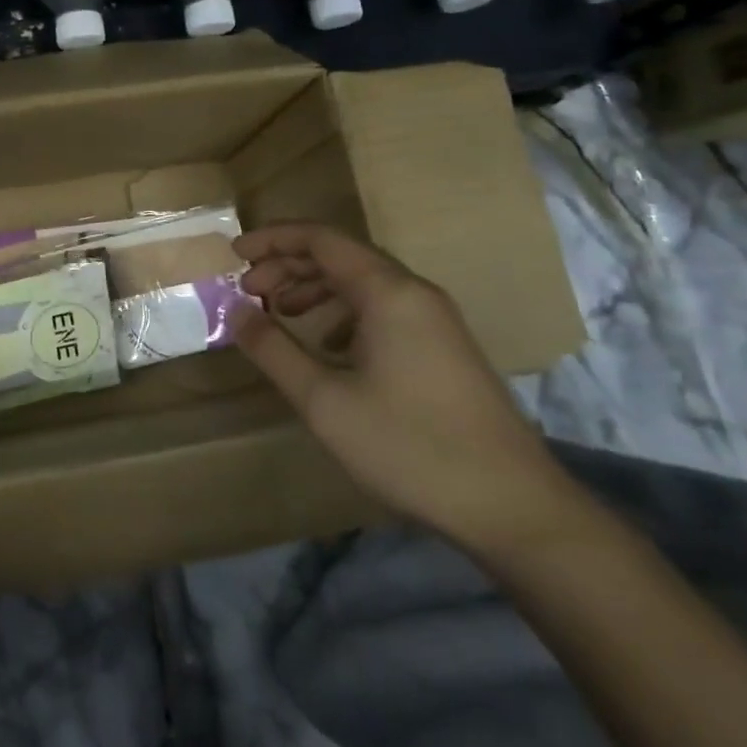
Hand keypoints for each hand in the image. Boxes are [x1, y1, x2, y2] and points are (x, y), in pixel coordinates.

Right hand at [233, 222, 584, 557]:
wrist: (512, 507)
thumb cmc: (409, 446)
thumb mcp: (324, 401)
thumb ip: (273, 349)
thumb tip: (235, 311)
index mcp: (387, 292)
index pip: (320, 239)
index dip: (272, 240)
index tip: (233, 254)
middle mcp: (414, 293)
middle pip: (341, 256)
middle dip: (288, 266)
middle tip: (249, 290)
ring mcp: (435, 321)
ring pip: (363, 283)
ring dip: (315, 289)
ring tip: (280, 314)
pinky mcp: (445, 348)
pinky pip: (384, 309)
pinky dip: (343, 313)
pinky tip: (328, 348)